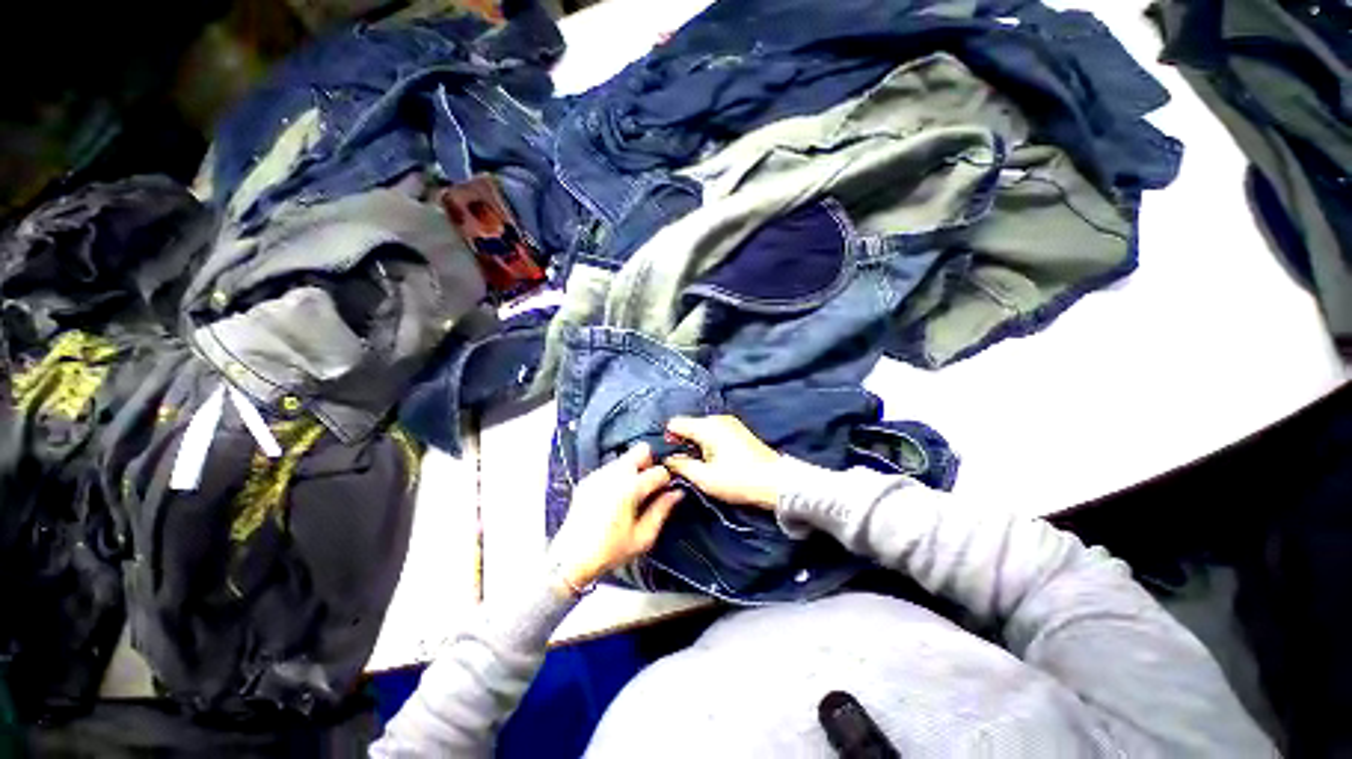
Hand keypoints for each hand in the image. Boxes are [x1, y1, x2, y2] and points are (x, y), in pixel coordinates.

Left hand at [547, 443, 681, 592]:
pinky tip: (615, 497)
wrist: (570, 559)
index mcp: (630, 488)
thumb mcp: (643, 537)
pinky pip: (611, 467)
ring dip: (634, 469)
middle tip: (650, 485)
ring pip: (626, 457)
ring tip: (632, 494)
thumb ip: (662, 510)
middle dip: (650, 463)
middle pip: (642, 450)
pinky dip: (619, 475)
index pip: (659, 471)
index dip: (666, 481)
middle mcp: (614, 474)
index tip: (665, 492)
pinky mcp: (588, 479)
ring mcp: (599, 474)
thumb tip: (677, 493)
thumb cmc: (610, 551)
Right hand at [664, 415, 781, 508]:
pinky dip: (708, 443)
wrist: (776, 482)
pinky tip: (714, 460)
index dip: (668, 439)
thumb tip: (667, 459)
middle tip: (685, 466)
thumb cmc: (738, 480)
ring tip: (701, 466)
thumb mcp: (704, 478)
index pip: (675, 423)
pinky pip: (713, 432)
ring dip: (696, 444)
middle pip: (689, 425)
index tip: (671, 458)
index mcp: (707, 426)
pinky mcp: (738, 430)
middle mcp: (717, 418)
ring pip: (701, 429)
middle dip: (682, 443)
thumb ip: (681, 465)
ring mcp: (729, 422)